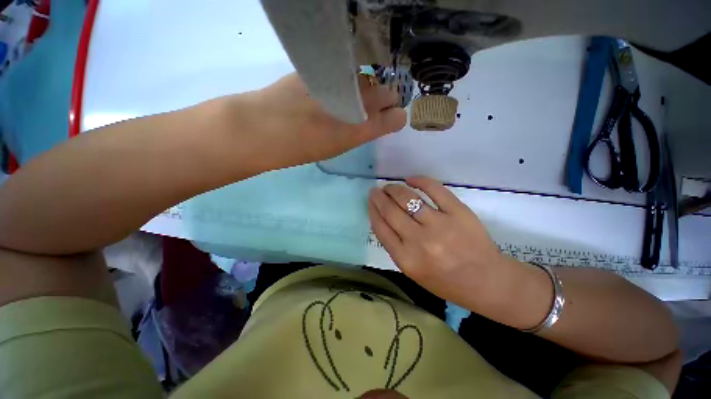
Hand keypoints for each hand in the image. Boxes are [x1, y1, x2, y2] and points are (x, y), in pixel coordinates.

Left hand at [224, 73, 406, 171]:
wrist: (264, 127)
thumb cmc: (304, 146)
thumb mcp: (340, 146)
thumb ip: (362, 131)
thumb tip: (375, 120)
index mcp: (365, 127)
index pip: (397, 116)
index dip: (395, 117)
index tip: (389, 120)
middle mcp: (361, 99)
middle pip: (388, 92)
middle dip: (385, 100)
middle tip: (372, 109)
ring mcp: (344, 78)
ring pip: (369, 80)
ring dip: (367, 89)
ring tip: (352, 99)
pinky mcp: (326, 67)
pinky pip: (349, 71)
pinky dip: (349, 80)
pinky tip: (336, 88)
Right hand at [368, 176, 535, 322]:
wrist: (486, 281)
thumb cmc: (446, 281)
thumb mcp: (413, 271)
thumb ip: (395, 247)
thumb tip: (383, 219)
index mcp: (406, 259)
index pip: (380, 227)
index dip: (372, 210)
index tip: (370, 201)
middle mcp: (419, 241)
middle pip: (390, 211)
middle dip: (379, 197)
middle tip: (376, 190)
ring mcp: (439, 225)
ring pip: (408, 198)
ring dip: (394, 189)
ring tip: (389, 186)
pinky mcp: (458, 212)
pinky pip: (434, 189)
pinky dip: (420, 180)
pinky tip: (410, 179)